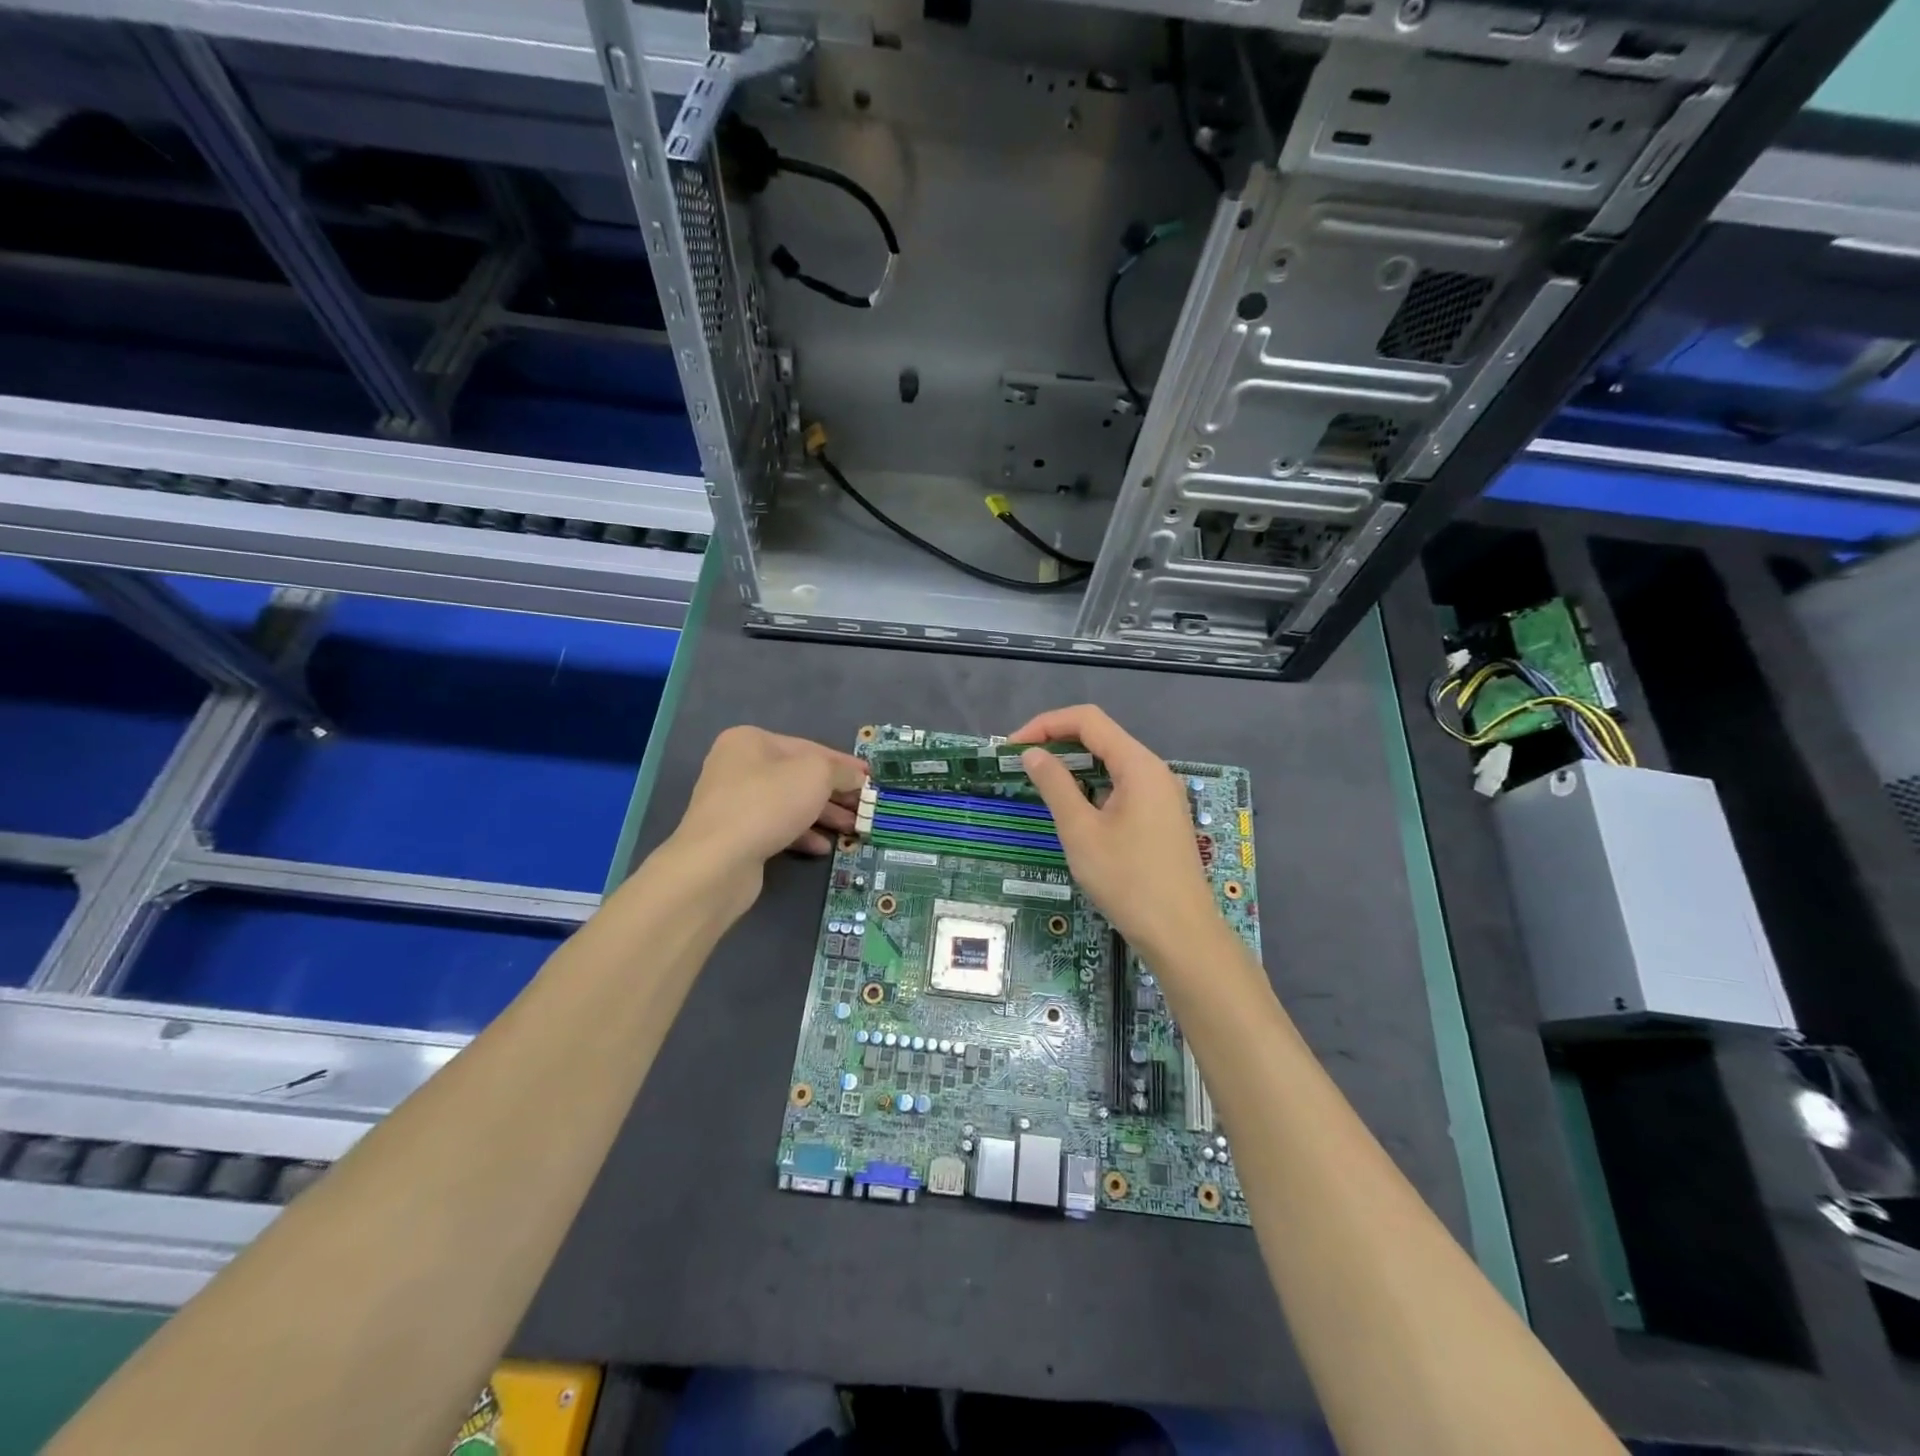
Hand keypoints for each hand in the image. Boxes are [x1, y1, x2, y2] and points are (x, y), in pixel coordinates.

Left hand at [672, 726, 866, 876]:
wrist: (717, 861)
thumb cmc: (769, 804)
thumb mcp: (816, 775)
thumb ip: (840, 771)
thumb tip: (856, 777)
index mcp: (750, 741)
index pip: (809, 747)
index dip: (843, 764)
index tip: (870, 778)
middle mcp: (738, 766)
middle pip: (798, 777)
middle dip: (835, 793)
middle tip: (864, 808)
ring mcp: (734, 802)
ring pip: (789, 804)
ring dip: (823, 816)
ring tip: (852, 829)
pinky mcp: (735, 834)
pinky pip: (775, 827)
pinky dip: (800, 834)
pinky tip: (822, 847)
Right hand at [1008, 705, 1217, 958]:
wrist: (1181, 934)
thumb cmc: (1128, 880)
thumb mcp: (1081, 831)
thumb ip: (1055, 786)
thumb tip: (1033, 754)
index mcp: (1138, 765)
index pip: (1088, 720)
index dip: (1046, 725)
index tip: (1013, 748)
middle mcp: (1154, 771)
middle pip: (1101, 737)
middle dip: (1057, 743)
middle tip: (1020, 765)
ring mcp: (1161, 795)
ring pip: (1111, 764)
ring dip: (1074, 767)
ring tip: (1039, 784)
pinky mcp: (1161, 817)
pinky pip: (1122, 787)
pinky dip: (1092, 787)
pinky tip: (1073, 809)